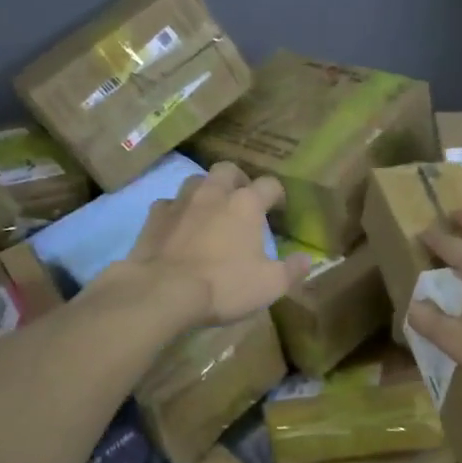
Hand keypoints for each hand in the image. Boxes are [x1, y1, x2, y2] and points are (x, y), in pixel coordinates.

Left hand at [121, 162, 311, 325]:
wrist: (164, 292)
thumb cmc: (224, 285)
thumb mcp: (269, 285)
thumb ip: (292, 270)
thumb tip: (307, 259)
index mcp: (246, 204)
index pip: (269, 185)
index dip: (277, 195)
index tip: (278, 209)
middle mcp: (213, 193)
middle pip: (228, 170)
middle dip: (238, 181)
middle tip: (242, 201)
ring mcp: (180, 202)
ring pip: (196, 181)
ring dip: (206, 191)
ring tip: (210, 211)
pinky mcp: (154, 217)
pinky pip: (168, 204)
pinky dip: (177, 212)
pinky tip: (179, 228)